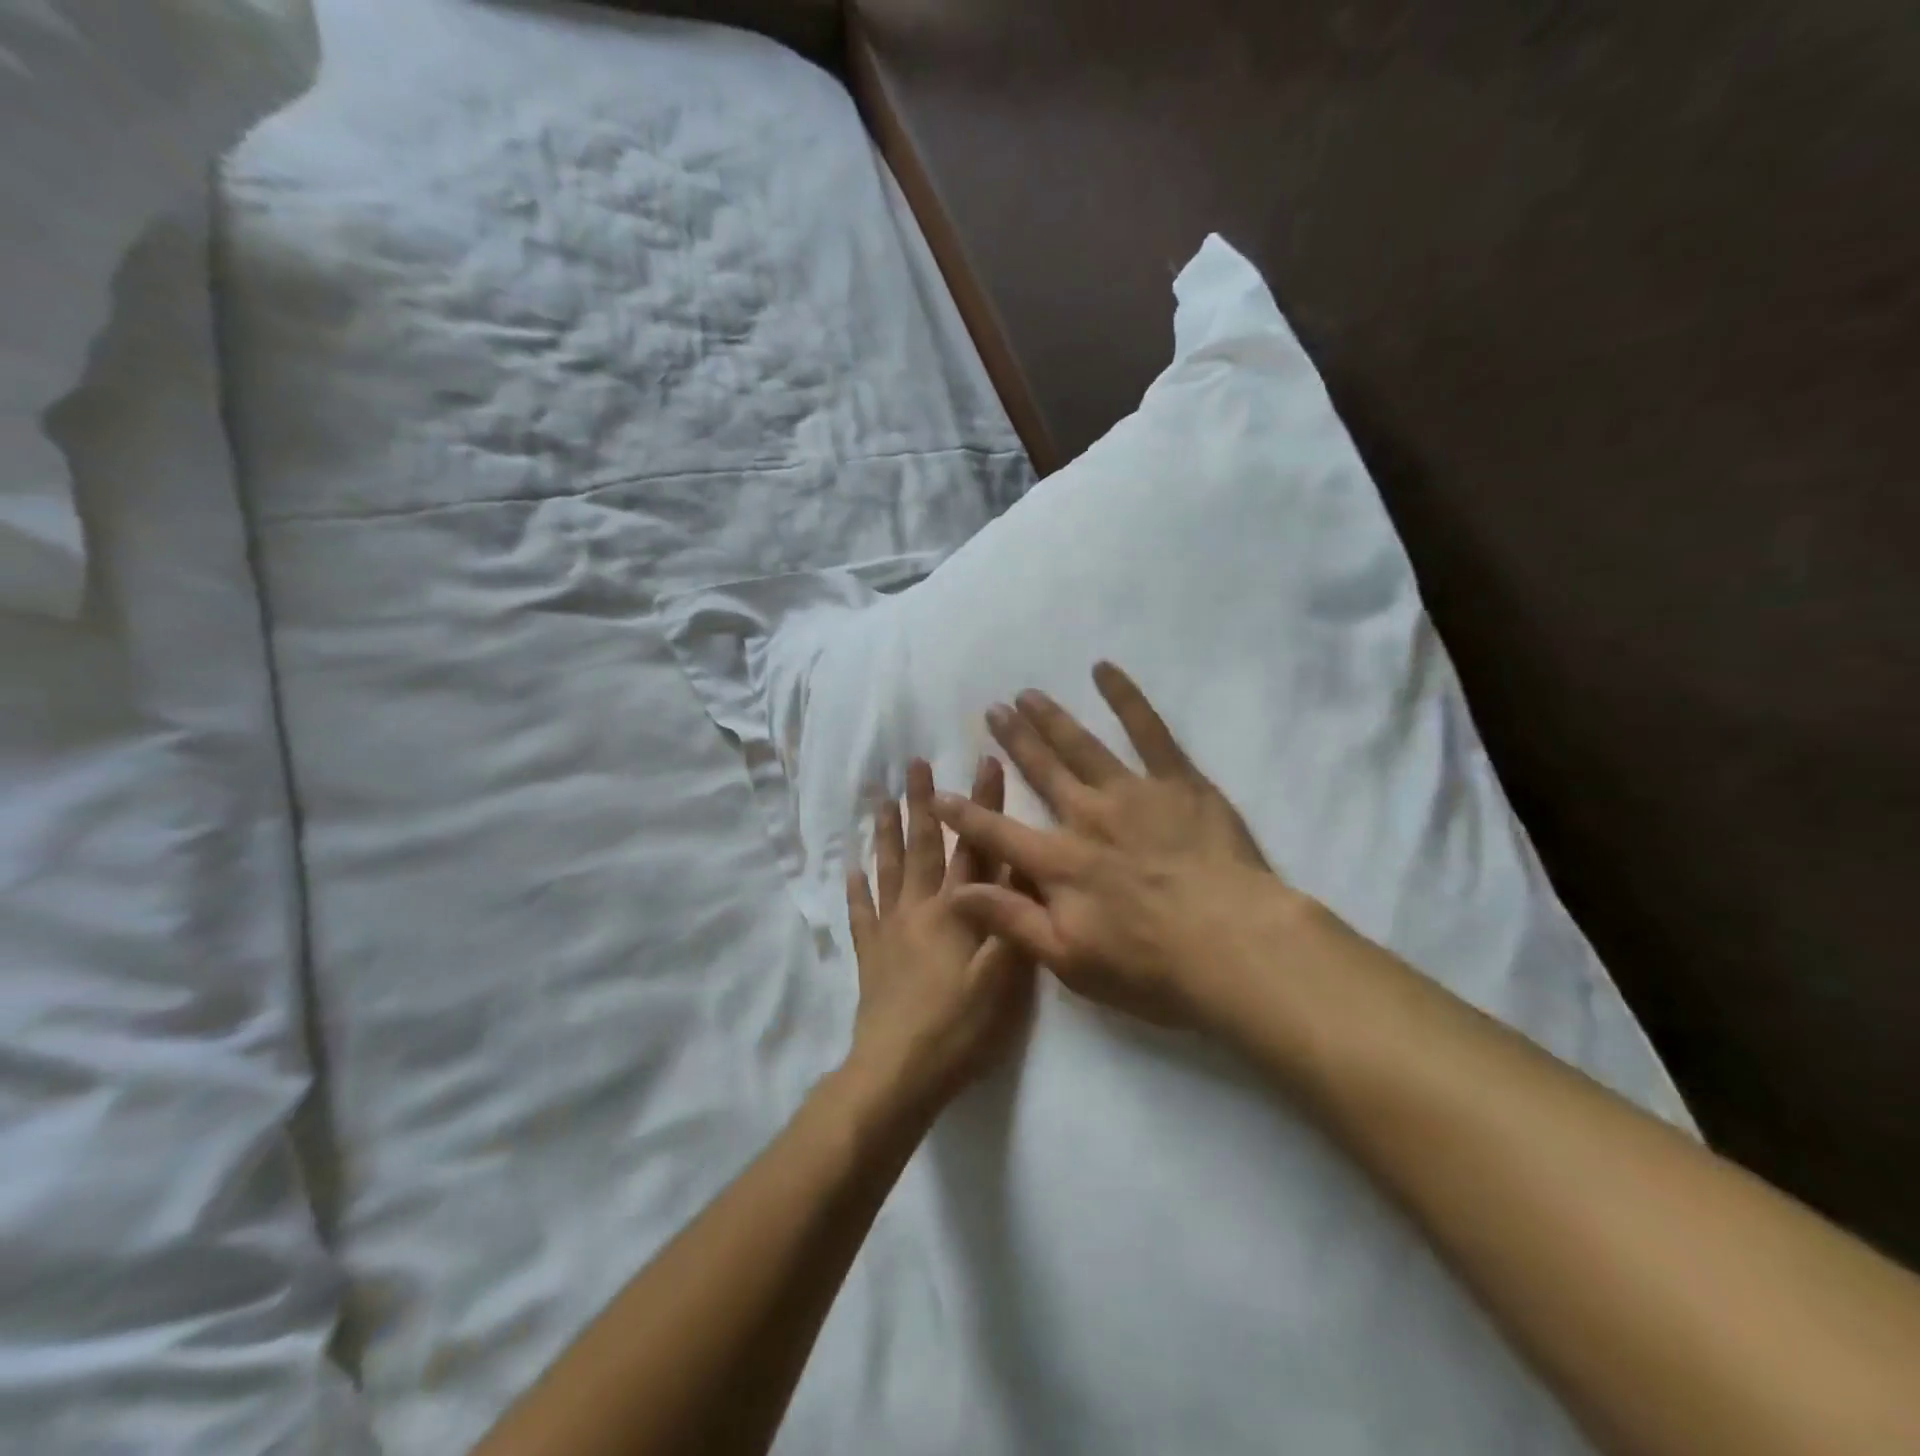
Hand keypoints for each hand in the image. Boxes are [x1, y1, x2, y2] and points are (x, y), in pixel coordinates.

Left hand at [844, 756, 1035, 1120]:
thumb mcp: (1004, 979)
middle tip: (914, 764)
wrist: (898, 1074)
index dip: (984, 804)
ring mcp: (890, 930)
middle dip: (923, 802)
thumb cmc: (959, 1028)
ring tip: (880, 798)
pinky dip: (855, 889)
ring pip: (888, 869)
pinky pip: (860, 913)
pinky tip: (849, 868)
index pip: (975, 846)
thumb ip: (1014, 922)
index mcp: (957, 911)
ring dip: (886, 832)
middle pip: (923, 846)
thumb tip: (1022, 869)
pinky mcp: (871, 956)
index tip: (985, 761)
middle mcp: (920, 909)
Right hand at [932, 662, 1310, 1032]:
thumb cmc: (1152, 966)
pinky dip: (1125, 697)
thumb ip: (1011, 920)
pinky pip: (1148, 730)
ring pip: (1081, 746)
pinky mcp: (1178, 781)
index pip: (998, 833)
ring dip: (1051, 718)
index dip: (964, 814)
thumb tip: (955, 892)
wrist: (1236, 948)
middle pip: (1041, 773)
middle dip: (1012, 742)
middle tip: (991, 710)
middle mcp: (1087, 817)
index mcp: (1059, 863)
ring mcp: (1133, 793)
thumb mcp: (1070, 960)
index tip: (937, 792)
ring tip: (1027, 694)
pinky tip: (1103, 669)